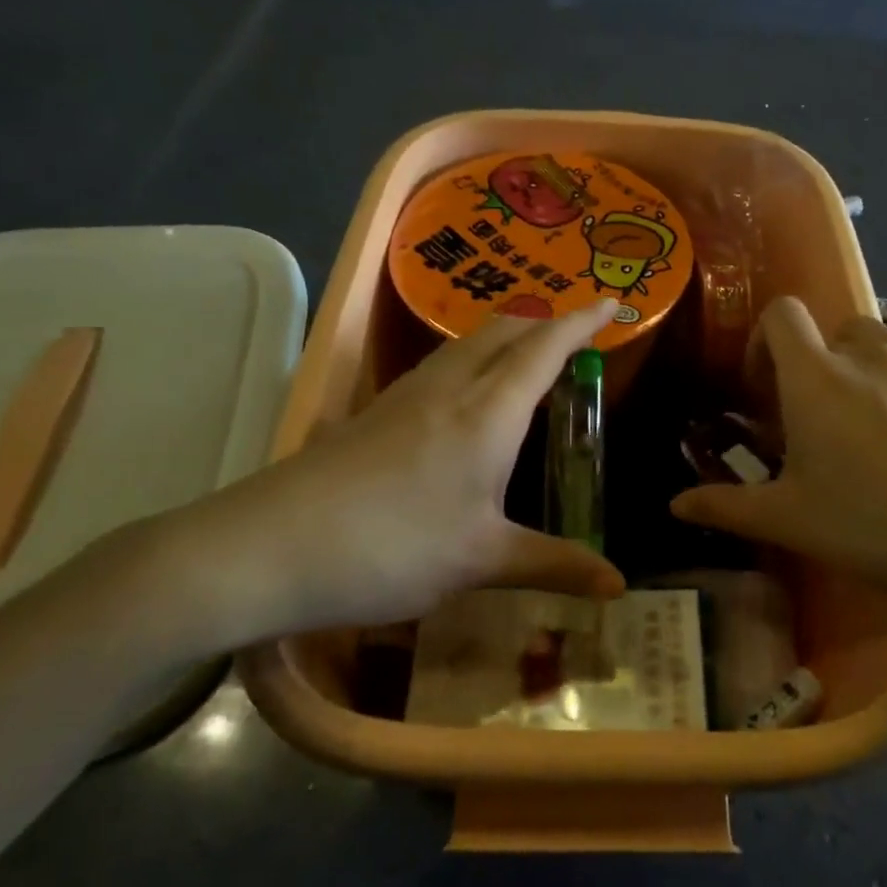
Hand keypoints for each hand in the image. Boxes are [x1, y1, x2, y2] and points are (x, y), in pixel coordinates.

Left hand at [141, 299, 625, 658]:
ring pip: (467, 343)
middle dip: (546, 321)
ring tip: (529, 356)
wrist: (267, 548)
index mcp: (487, 412)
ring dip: (506, 336)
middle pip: (504, 330)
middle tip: (577, 334)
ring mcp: (404, 395)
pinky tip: (465, 396)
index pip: (545, 347)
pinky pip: (439, 365)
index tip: (614, 301)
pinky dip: (473, 360)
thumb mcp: (481, 560)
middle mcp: (448, 387)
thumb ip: (553, 564)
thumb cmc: (391, 548)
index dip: (583, 320)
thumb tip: (619, 585)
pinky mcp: (373, 413)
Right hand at [671, 277, 886, 673]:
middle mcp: (868, 356)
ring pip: (882, 336)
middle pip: (829, 333)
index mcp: (816, 379)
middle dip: (814, 364)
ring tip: (864, 408)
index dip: (765, 344)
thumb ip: (725, 507)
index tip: (763, 391)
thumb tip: (674, 505)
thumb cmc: (874, 530)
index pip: (780, 318)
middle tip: (814, 420)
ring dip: (862, 359)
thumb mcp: (789, 521)